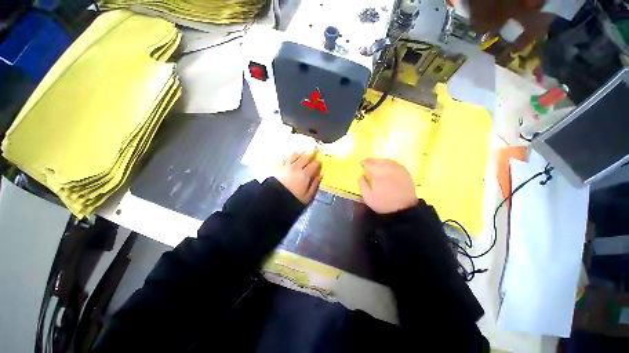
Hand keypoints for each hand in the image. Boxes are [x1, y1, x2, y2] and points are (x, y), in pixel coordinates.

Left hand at [275, 149, 321, 203]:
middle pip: (305, 156)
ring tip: (304, 151)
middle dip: (311, 152)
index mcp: (304, 175)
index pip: (314, 165)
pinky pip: (285, 157)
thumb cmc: (291, 200)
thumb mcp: (307, 196)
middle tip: (315, 148)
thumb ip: (315, 185)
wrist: (272, 201)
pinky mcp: (278, 167)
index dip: (318, 162)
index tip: (320, 162)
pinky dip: (290, 155)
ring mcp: (286, 166)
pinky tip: (291, 155)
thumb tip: (320, 175)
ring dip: (301, 152)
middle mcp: (296, 167)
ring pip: (295, 155)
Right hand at [357, 158, 417, 213]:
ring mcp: (398, 169)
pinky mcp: (406, 173)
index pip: (369, 163)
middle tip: (368, 162)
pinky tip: (388, 168)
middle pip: (379, 160)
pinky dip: (390, 164)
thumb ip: (362, 184)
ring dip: (381, 161)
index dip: (364, 162)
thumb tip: (360, 176)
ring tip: (377, 164)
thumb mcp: (368, 196)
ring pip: (388, 161)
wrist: (404, 209)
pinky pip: (396, 164)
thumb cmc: (384, 203)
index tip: (361, 163)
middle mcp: (389, 167)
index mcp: (378, 172)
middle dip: (372, 161)